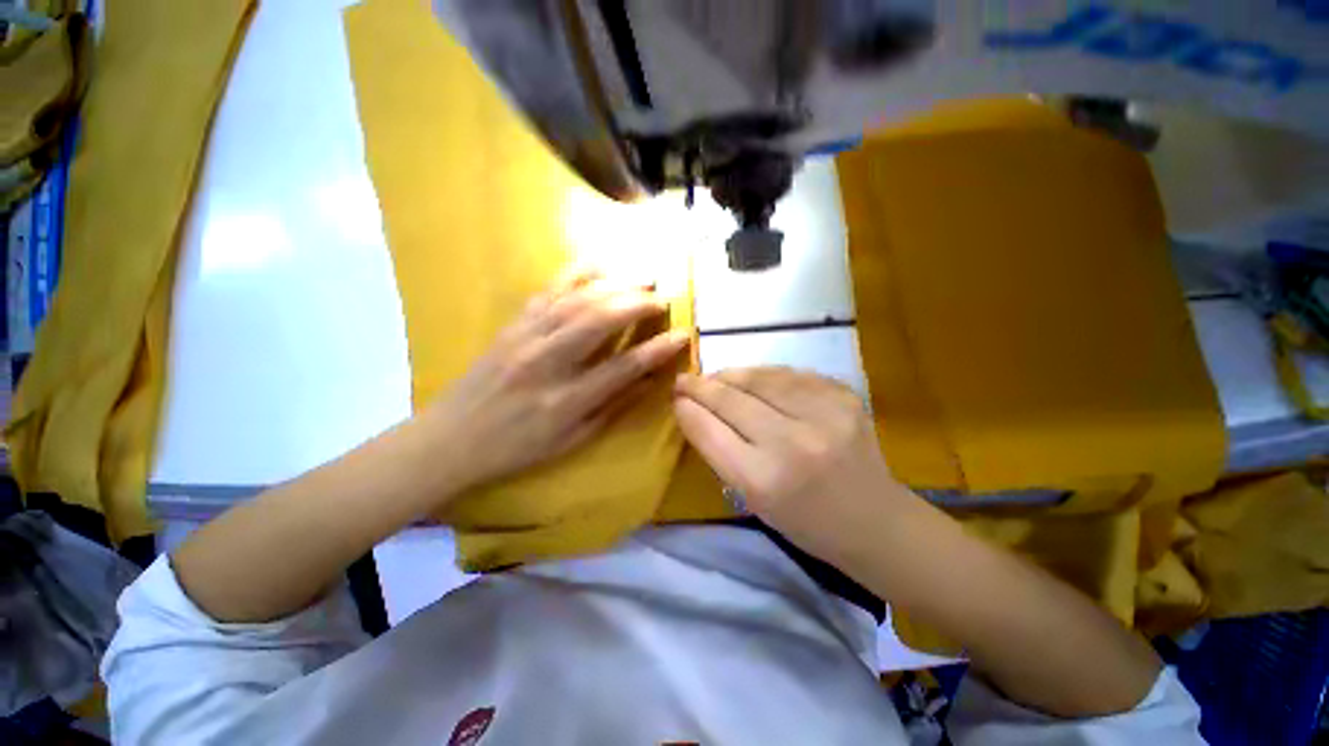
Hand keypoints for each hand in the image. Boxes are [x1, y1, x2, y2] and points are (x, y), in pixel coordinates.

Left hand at [418, 273, 689, 497]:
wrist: (450, 438)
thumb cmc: (516, 448)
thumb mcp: (571, 441)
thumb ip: (612, 408)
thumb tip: (649, 382)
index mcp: (565, 401)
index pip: (623, 367)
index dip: (657, 350)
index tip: (682, 335)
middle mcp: (547, 363)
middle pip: (600, 321)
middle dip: (637, 304)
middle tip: (662, 298)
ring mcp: (525, 338)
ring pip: (576, 300)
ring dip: (614, 284)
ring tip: (641, 278)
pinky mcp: (511, 325)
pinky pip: (547, 290)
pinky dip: (576, 273)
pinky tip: (598, 263)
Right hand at [673, 367, 905, 556]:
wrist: (876, 522)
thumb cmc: (804, 521)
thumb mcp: (751, 499)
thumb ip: (719, 451)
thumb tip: (693, 410)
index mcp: (763, 480)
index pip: (709, 430)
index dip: (687, 409)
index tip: (675, 398)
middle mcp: (792, 443)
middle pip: (731, 399)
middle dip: (700, 386)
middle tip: (684, 380)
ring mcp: (823, 413)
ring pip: (758, 378)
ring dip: (730, 375)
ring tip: (715, 377)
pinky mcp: (843, 396)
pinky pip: (789, 374)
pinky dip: (764, 375)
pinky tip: (754, 380)